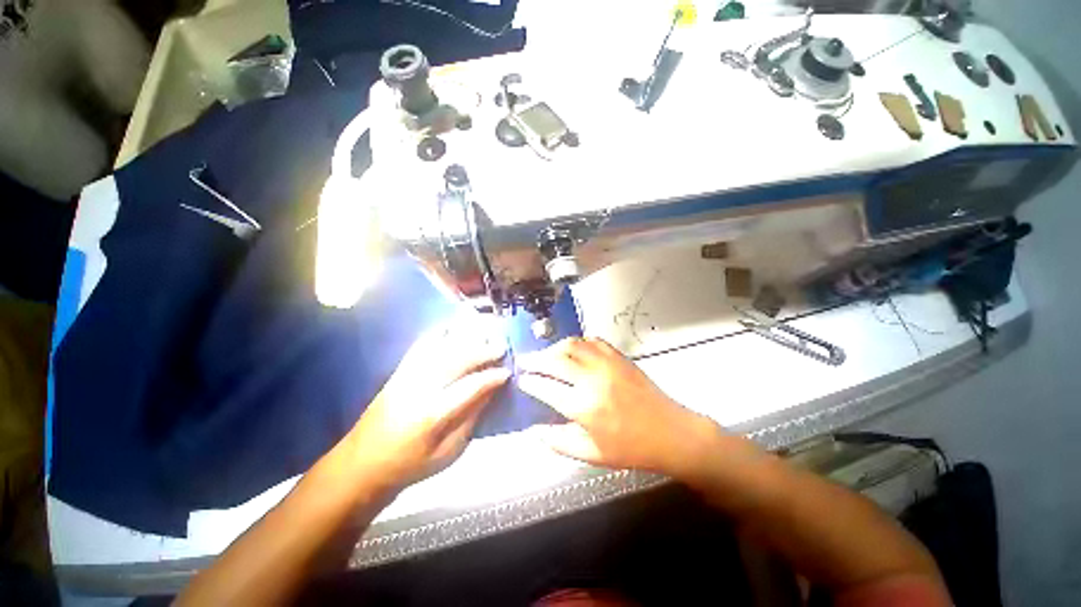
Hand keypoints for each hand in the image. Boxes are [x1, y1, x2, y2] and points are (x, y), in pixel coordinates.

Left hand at [347, 314, 510, 489]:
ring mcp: (406, 376)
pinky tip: (453, 328)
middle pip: (456, 360)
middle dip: (482, 351)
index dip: (491, 377)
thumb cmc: (409, 465)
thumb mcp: (448, 452)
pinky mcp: (398, 371)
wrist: (362, 465)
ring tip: (483, 334)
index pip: (470, 387)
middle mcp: (419, 388)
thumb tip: (490, 391)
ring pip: (440, 348)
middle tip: (500, 346)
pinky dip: (439, 334)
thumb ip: (471, 418)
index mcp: (433, 414)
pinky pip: (421, 346)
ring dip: (465, 338)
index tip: (507, 372)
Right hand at [517, 337, 717, 477]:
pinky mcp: (619, 357)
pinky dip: (577, 342)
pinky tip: (572, 349)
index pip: (545, 387)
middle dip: (534, 360)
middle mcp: (591, 379)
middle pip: (554, 360)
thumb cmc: (630, 448)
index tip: (521, 379)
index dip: (529, 382)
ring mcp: (606, 364)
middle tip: (524, 361)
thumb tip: (534, 430)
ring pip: (572, 345)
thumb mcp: (591, 454)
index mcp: (583, 407)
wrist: (670, 433)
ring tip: (545, 354)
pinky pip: (592, 341)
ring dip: (553, 347)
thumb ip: (558, 442)